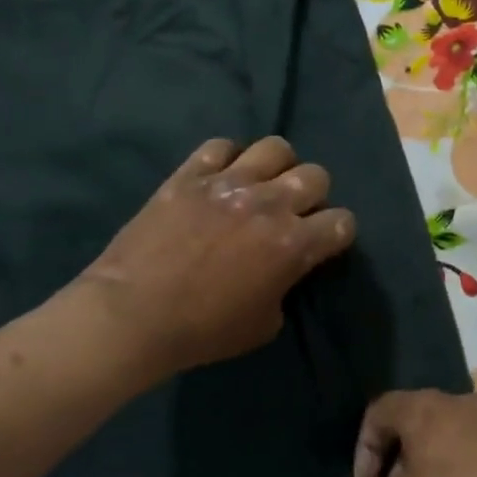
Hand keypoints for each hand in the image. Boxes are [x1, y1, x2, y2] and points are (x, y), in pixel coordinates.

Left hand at [78, 136, 355, 381]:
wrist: (134, 314)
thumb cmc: (202, 331)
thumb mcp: (264, 325)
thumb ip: (284, 287)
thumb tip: (281, 270)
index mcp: (293, 244)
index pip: (342, 222)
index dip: (337, 234)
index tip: (323, 243)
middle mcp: (269, 203)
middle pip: (316, 176)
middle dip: (313, 195)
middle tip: (292, 214)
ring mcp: (228, 183)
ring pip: (275, 148)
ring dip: (276, 167)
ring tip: (261, 185)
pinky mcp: (189, 175)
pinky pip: (219, 146)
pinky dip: (226, 159)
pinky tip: (220, 177)